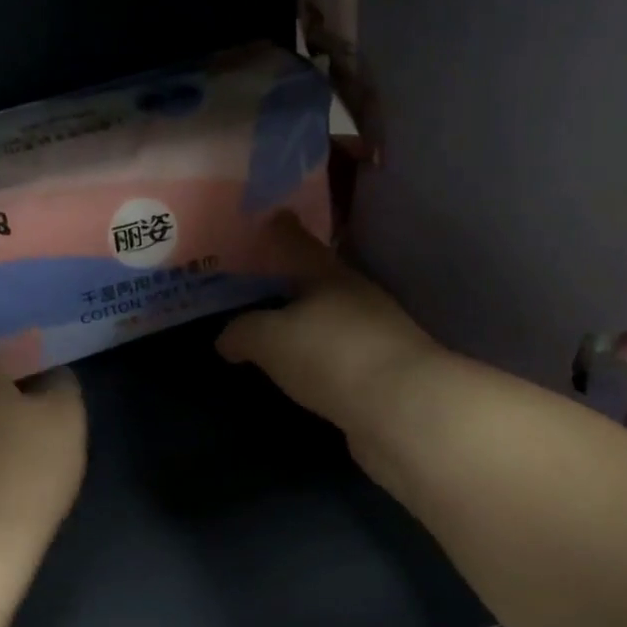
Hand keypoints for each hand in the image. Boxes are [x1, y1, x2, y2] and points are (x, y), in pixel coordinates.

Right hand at [217, 213, 445, 443]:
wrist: (401, 410)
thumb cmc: (330, 356)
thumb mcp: (269, 339)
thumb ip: (243, 332)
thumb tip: (226, 339)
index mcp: (331, 275)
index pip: (297, 243)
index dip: (279, 229)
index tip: (269, 217)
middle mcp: (358, 299)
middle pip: (319, 282)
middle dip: (291, 283)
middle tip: (258, 287)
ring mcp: (375, 338)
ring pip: (331, 323)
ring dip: (307, 326)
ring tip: (275, 335)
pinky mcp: (382, 376)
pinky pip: (339, 359)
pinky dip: (319, 361)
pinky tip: (303, 374)